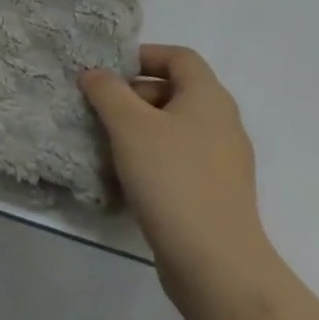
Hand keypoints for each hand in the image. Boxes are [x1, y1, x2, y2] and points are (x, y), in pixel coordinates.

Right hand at [81, 46, 274, 305]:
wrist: (215, 264)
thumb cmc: (171, 179)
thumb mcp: (129, 125)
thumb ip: (107, 91)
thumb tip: (95, 74)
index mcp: (209, 97)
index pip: (179, 56)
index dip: (144, 55)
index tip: (109, 72)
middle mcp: (223, 122)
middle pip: (176, 90)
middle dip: (136, 94)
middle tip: (103, 110)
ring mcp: (224, 161)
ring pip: (176, 127)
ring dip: (141, 128)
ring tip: (109, 144)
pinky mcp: (217, 193)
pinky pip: (181, 159)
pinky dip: (154, 158)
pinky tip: (129, 178)